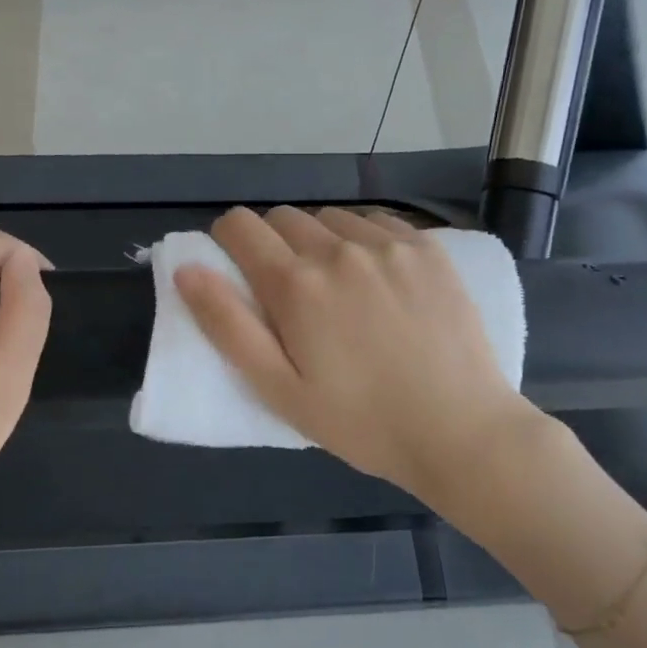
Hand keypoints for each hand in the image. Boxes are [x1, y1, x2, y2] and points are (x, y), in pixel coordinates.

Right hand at [175, 207, 542, 504]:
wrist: (459, 430)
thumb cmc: (361, 422)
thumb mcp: (280, 390)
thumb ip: (228, 326)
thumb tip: (187, 269)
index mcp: (296, 285)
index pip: (241, 227)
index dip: (227, 241)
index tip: (236, 269)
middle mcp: (339, 249)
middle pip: (284, 218)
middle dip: (272, 244)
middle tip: (289, 293)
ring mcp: (389, 245)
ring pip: (331, 218)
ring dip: (319, 240)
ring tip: (337, 287)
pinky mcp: (428, 249)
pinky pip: (377, 222)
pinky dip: (363, 238)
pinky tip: (377, 277)